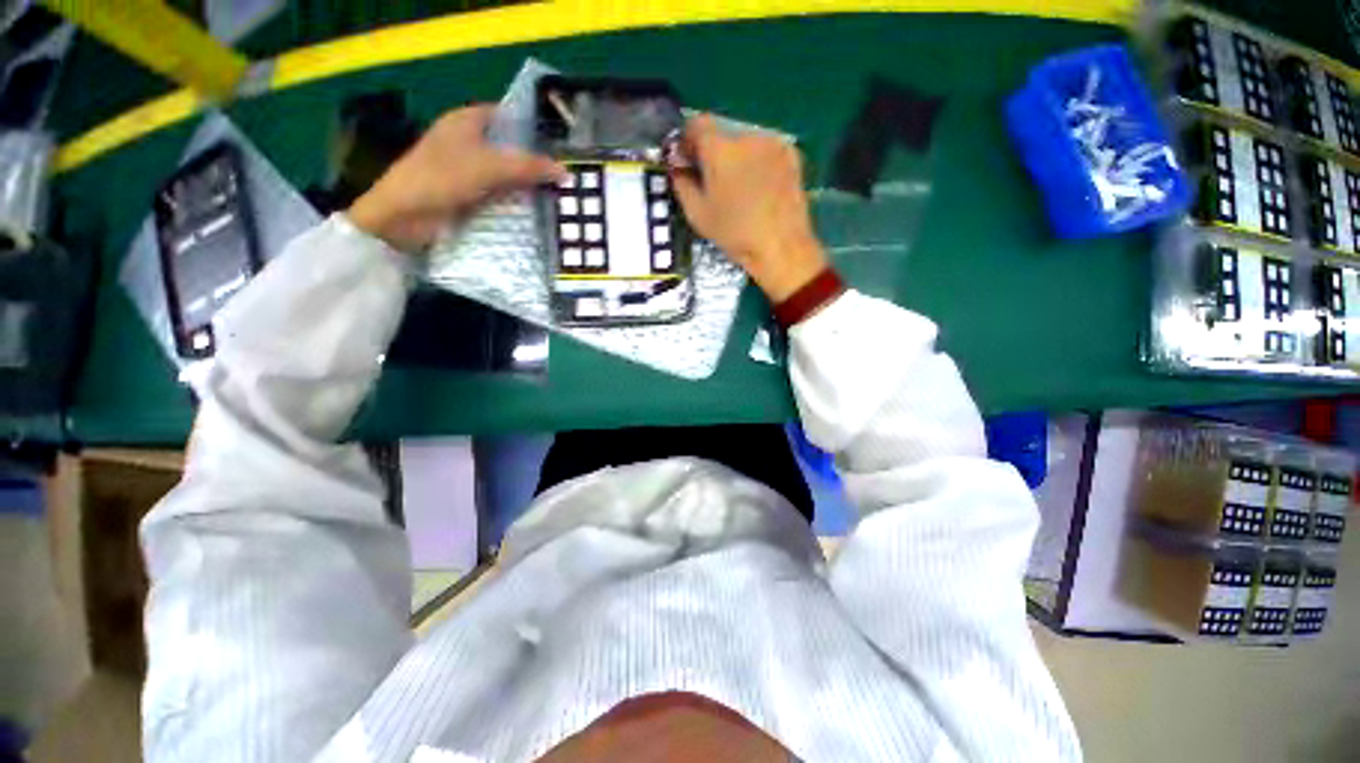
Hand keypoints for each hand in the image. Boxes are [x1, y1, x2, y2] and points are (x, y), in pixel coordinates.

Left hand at [349, 104, 564, 251]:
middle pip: (509, 148)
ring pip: (505, 174)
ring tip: (559, 196)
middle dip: (535, 162)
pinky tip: (536, 212)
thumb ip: (528, 167)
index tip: (561, 145)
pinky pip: (498, 195)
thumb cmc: (442, 178)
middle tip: (566, 176)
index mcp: (466, 121)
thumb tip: (564, 171)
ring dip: (526, 185)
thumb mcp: (490, 167)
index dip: (533, 128)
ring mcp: (466, 171)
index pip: (507, 116)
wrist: (403, 216)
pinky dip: (514, 202)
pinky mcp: (467, 196)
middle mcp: (467, 142)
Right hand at [671, 116, 827, 302]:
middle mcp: (747, 136)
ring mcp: (773, 143)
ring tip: (740, 190)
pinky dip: (758, 163)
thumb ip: (682, 184)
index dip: (688, 141)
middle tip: (714, 183)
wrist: (781, 246)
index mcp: (719, 148)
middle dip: (714, 154)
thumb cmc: (735, 234)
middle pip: (722, 134)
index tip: (688, 162)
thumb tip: (678, 167)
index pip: (696, 124)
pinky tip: (760, 189)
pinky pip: (766, 151)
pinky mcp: (792, 154)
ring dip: (737, 158)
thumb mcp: (698, 215)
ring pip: (745, 143)